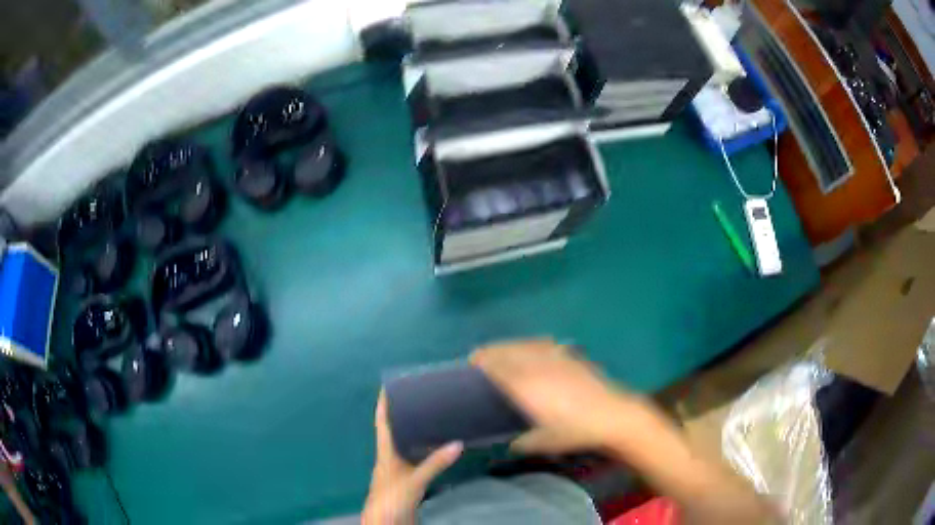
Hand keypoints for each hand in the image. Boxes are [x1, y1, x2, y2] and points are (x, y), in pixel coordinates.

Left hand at [363, 391, 461, 524]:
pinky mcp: (407, 481)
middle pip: (395, 432)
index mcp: (385, 453)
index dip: (383, 405)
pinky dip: (424, 452)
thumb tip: (459, 443)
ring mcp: (398, 470)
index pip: (382, 423)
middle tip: (421, 399)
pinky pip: (416, 460)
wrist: (387, 523)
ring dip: (415, 434)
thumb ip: (435, 463)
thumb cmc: (392, 497)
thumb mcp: (414, 480)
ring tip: (432, 419)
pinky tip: (437, 450)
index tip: (389, 386)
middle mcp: (390, 458)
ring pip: (406, 446)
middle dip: (404, 416)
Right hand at [471, 340, 650, 454]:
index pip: (499, 367)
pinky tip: (534, 348)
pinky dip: (533, 344)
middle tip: (480, 355)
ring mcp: (556, 359)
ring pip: (527, 345)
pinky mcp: (572, 358)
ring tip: (503, 349)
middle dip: (492, 351)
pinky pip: (546, 345)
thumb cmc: (577, 431)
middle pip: (510, 351)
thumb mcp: (547, 442)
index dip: (484, 362)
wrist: (613, 415)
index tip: (472, 362)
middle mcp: (538, 368)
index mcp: (527, 388)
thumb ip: (525, 442)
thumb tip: (512, 444)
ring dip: (511, 345)